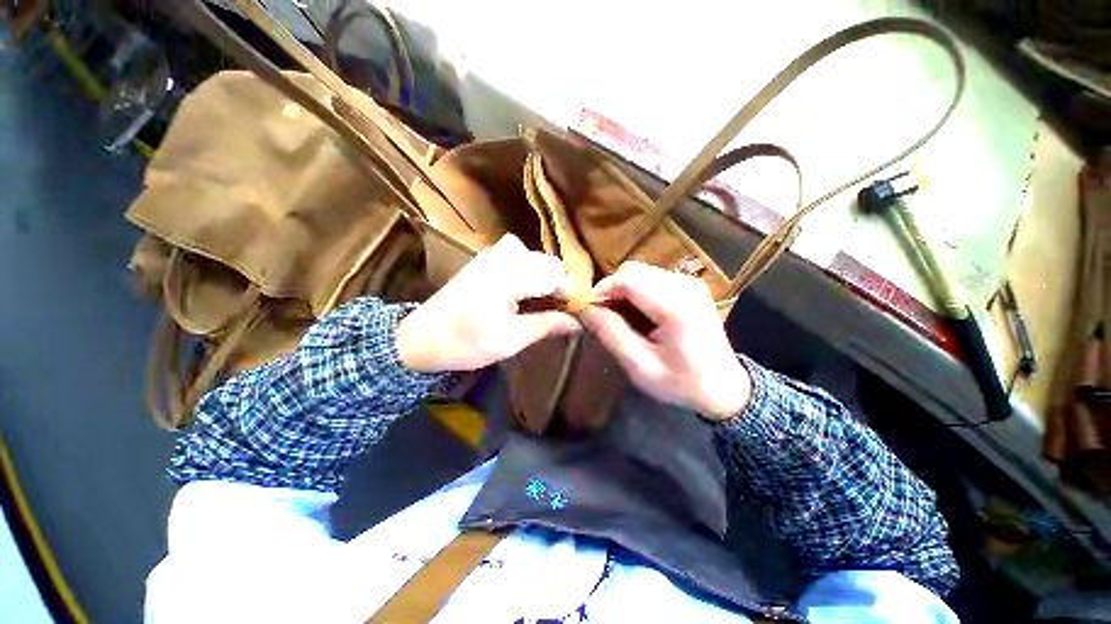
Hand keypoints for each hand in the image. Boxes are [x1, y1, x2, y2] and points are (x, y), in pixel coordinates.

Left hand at [396, 234, 580, 372]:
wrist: (420, 337)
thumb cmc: (465, 342)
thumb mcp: (511, 339)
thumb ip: (548, 325)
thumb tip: (578, 322)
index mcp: (511, 273)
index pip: (558, 276)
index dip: (573, 296)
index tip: (579, 317)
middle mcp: (505, 254)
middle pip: (550, 266)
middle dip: (560, 289)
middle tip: (561, 317)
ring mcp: (494, 253)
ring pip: (538, 262)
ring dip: (546, 283)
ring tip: (545, 309)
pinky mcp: (487, 259)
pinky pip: (523, 261)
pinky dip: (532, 277)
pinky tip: (528, 297)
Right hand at [581, 262, 750, 420]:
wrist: (725, 388)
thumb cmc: (682, 383)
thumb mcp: (640, 366)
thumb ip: (611, 334)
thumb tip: (585, 309)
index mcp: (675, 306)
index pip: (627, 279)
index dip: (601, 290)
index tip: (588, 311)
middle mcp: (684, 285)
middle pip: (633, 270)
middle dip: (611, 290)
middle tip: (603, 316)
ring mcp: (689, 283)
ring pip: (640, 272)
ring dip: (623, 291)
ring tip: (620, 317)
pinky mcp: (689, 286)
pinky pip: (652, 278)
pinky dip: (637, 291)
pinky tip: (637, 314)